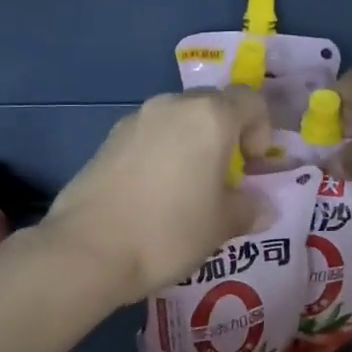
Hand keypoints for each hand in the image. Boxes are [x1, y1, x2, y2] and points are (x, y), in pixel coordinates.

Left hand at [40, 89, 271, 304]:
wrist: (88, 249)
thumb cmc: (168, 232)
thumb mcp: (221, 225)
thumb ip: (249, 209)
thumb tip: (263, 207)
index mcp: (208, 116)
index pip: (251, 102)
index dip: (262, 132)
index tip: (252, 169)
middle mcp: (171, 106)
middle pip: (212, 108)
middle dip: (225, 138)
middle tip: (223, 181)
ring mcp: (134, 121)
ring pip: (176, 123)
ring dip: (190, 147)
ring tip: (187, 192)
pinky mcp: (106, 141)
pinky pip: (148, 139)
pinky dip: (160, 157)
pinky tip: (153, 197)